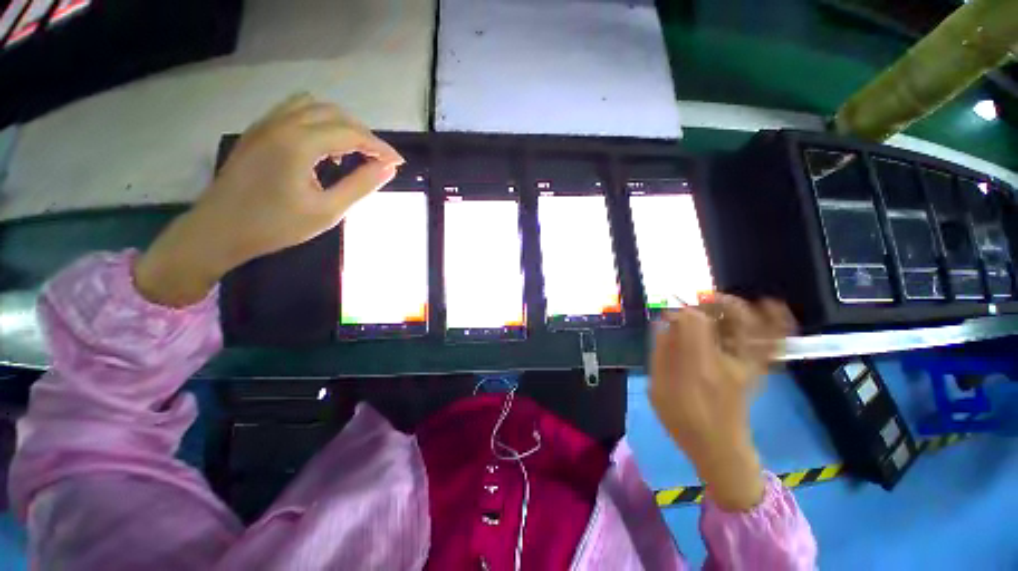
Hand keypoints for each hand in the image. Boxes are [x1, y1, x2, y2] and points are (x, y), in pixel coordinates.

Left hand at [134, 94, 403, 306]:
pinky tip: (322, 149)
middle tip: (379, 159)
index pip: (351, 133)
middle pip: (335, 113)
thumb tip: (388, 168)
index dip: (380, 146)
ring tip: (351, 151)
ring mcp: (266, 124)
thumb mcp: (327, 211)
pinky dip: (318, 122)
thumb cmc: (275, 226)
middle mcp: (282, 123)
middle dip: (363, 134)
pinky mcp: (258, 131)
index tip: (398, 163)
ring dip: (340, 124)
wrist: (218, 231)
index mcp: (299, 143)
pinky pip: (295, 111)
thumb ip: (361, 186)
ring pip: (314, 106)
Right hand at [649, 295, 794, 510]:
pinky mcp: (758, 371)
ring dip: (738, 307)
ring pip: (755, 325)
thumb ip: (660, 354)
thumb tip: (663, 324)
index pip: (694, 321)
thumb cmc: (683, 421)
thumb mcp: (658, 390)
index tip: (667, 317)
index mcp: (699, 367)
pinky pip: (774, 343)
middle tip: (693, 307)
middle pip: (727, 317)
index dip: (680, 312)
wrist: (721, 449)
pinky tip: (772, 305)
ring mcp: (749, 366)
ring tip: (720, 300)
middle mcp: (729, 361)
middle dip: (709, 304)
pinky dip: (778, 323)